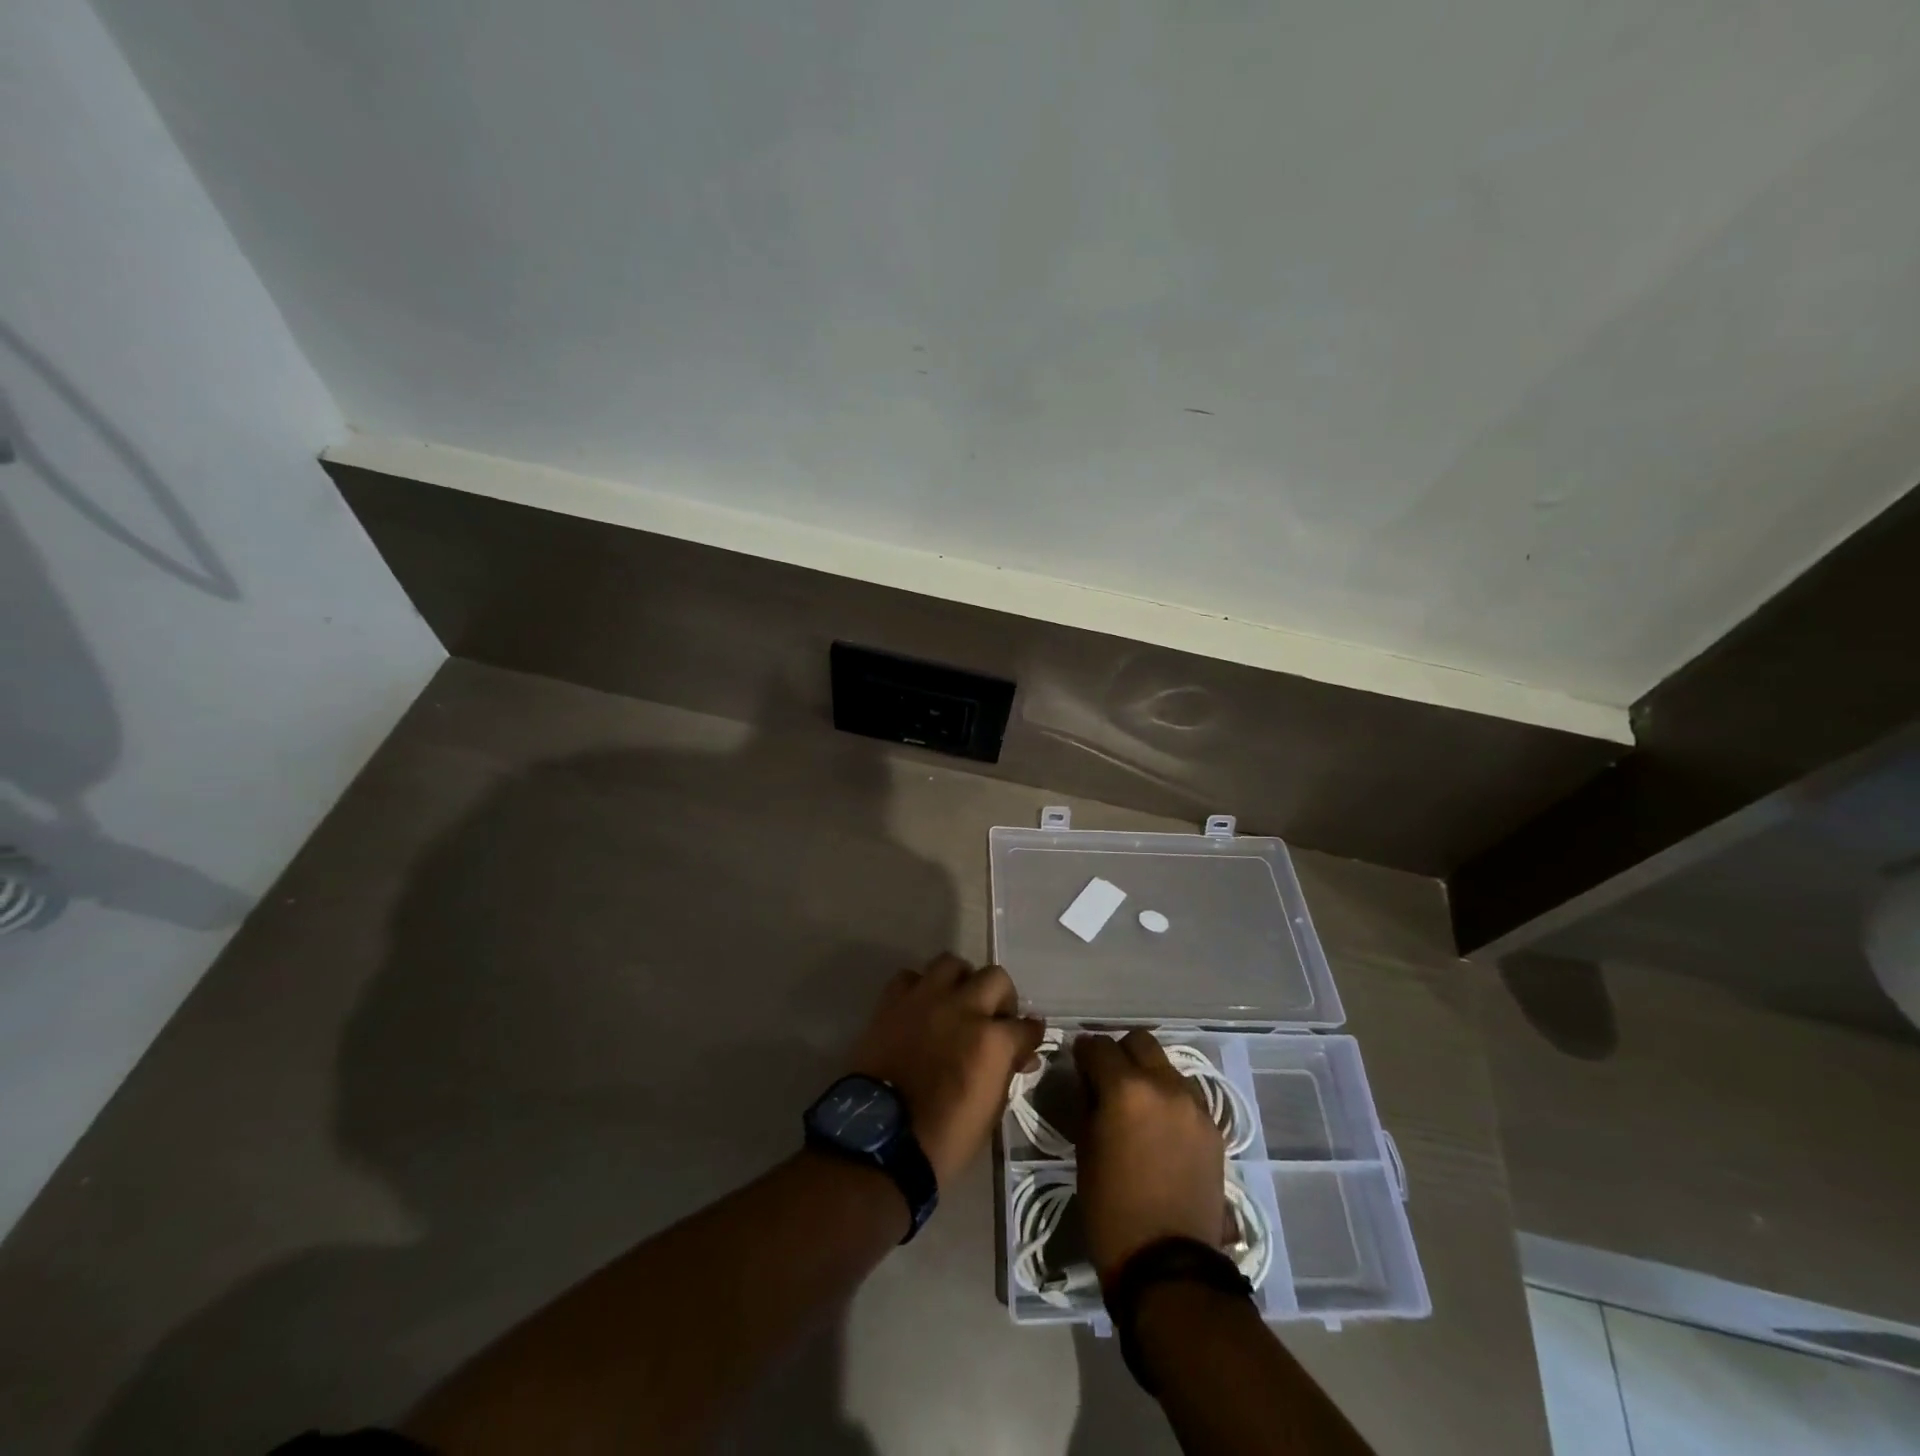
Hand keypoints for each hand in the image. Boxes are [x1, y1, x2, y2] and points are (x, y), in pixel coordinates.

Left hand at [845, 953, 1046, 1186]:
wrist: (879, 1139)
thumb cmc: (943, 1138)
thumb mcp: (989, 1112)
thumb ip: (1005, 1073)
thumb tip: (1019, 1056)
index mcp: (992, 1040)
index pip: (1027, 1025)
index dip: (1030, 1035)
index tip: (1026, 1043)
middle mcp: (963, 1008)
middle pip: (996, 978)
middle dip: (1002, 998)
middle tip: (993, 1019)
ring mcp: (926, 999)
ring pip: (952, 963)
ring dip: (961, 981)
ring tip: (956, 1003)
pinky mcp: (892, 1001)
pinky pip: (910, 977)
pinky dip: (919, 988)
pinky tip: (919, 1008)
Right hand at [1072, 1030, 1226, 1280]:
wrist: (1168, 1264)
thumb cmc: (1110, 1207)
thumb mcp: (1084, 1147)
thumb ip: (1089, 1101)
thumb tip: (1090, 1079)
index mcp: (1125, 1088)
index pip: (1098, 1045)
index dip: (1084, 1051)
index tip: (1078, 1062)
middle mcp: (1164, 1085)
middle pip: (1139, 1042)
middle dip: (1120, 1052)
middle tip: (1108, 1077)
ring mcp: (1194, 1105)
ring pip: (1167, 1066)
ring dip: (1149, 1075)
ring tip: (1138, 1105)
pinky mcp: (1213, 1128)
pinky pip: (1187, 1096)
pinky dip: (1170, 1100)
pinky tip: (1161, 1128)